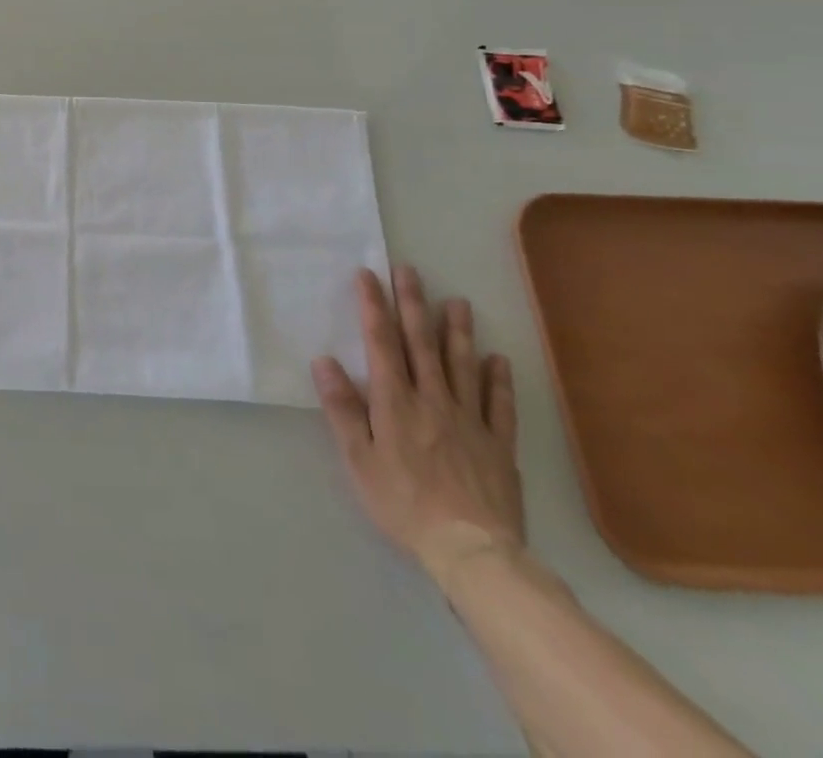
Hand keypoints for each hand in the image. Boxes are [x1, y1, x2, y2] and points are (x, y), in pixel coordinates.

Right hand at [311, 265, 524, 586]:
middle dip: (413, 304)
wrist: (472, 551)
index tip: (367, 275)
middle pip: (421, 343)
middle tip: (409, 271)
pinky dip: (498, 379)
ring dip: (458, 331)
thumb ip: (342, 408)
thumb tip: (324, 361)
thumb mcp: (358, 459)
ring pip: (462, 365)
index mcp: (395, 402)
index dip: (373, 306)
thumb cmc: (403, 503)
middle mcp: (432, 400)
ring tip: (458, 301)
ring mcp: (469, 420)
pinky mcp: (498, 445)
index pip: (381, 342)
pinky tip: (498, 360)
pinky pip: (499, 405)